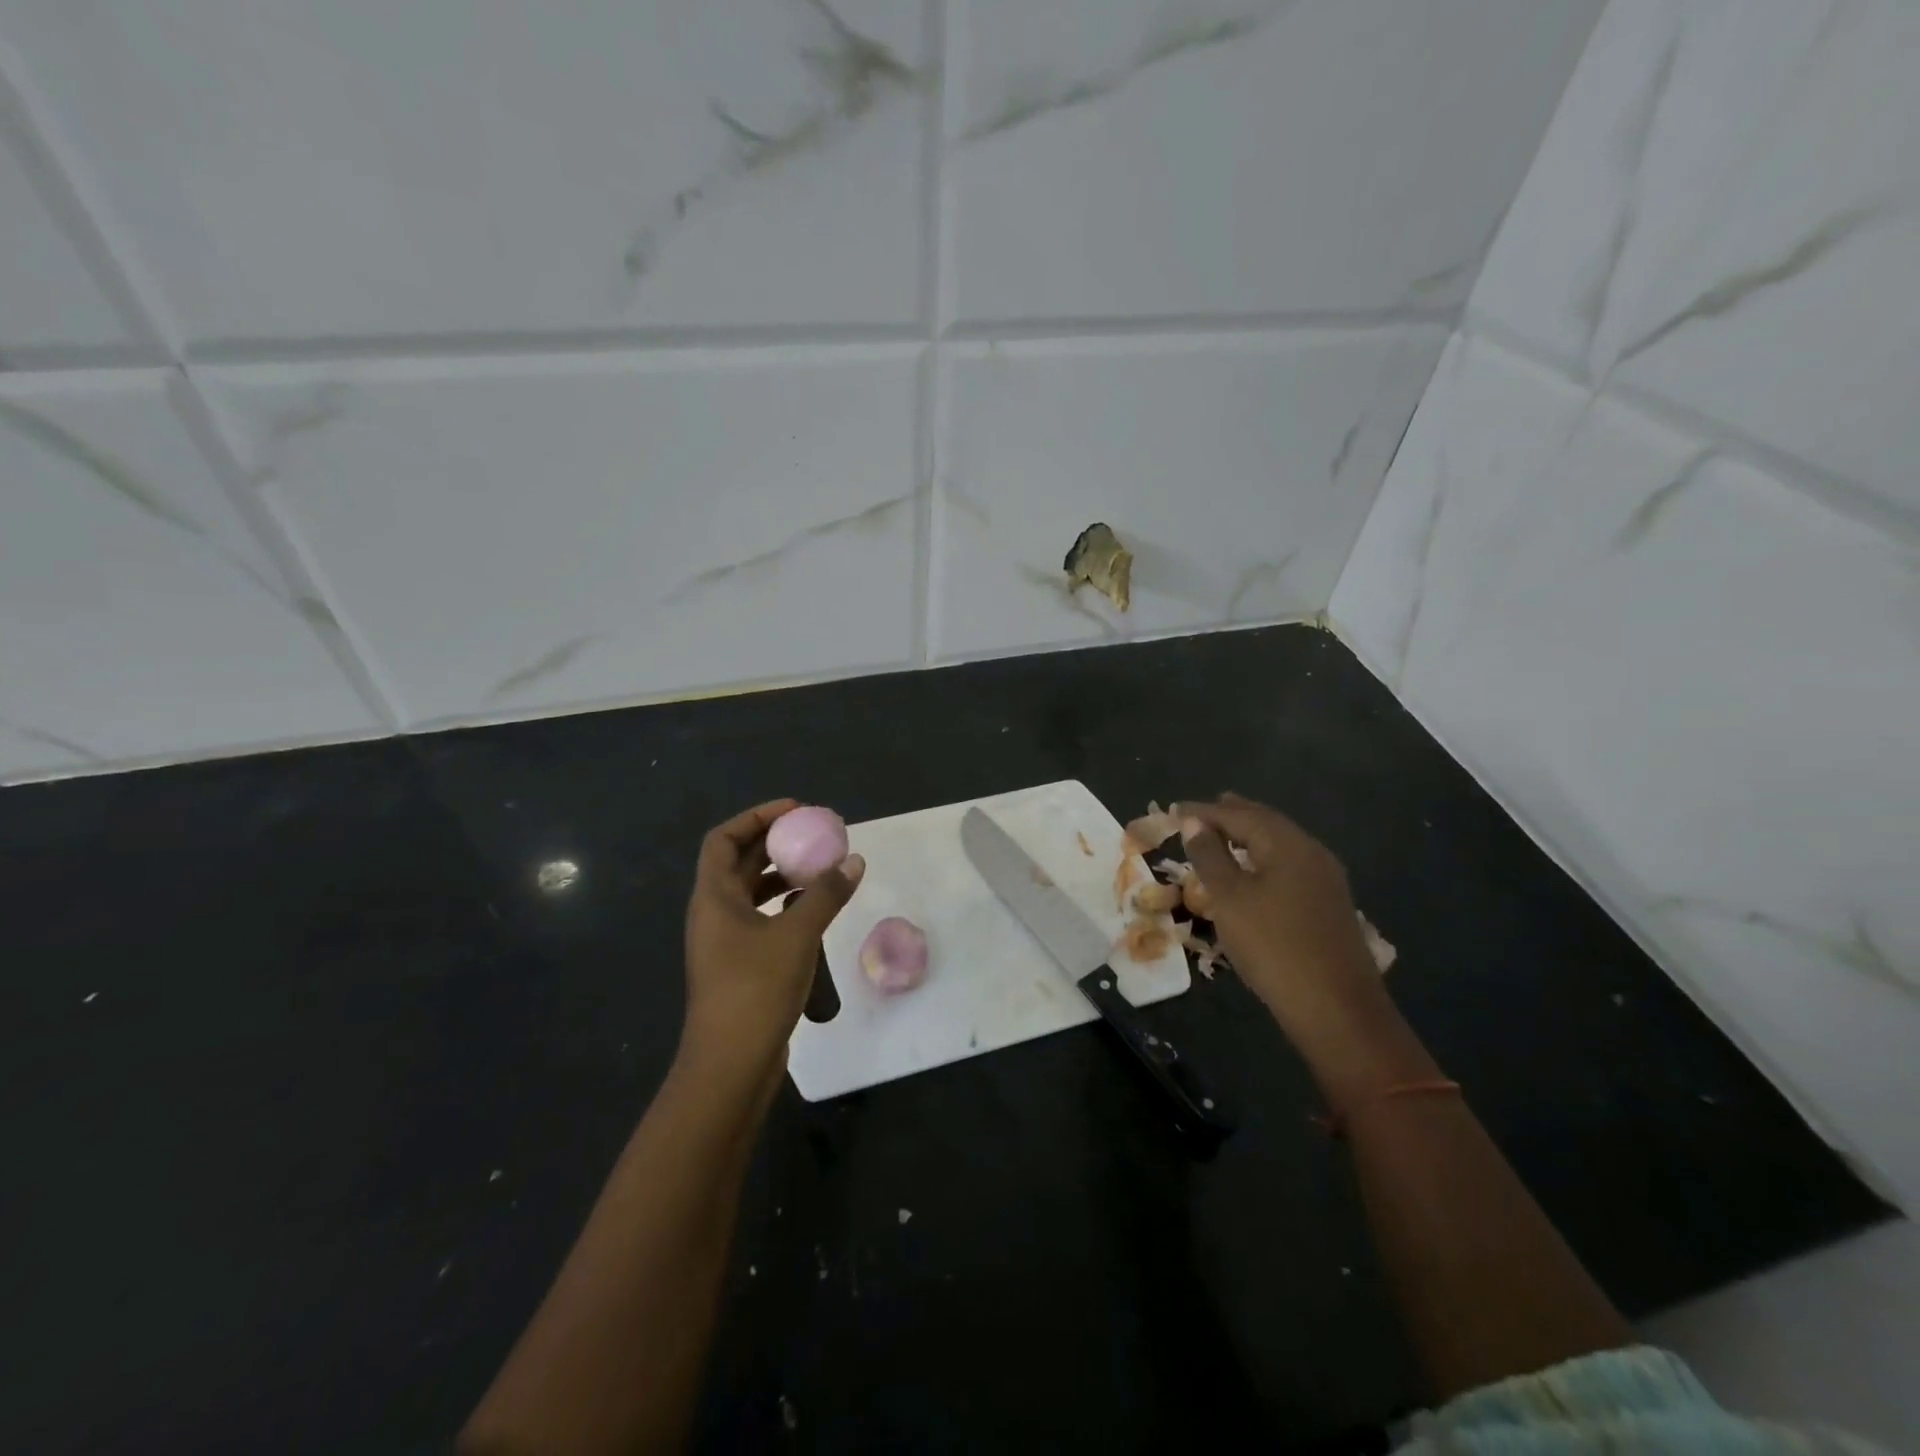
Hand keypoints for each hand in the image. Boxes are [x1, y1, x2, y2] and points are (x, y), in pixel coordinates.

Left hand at [680, 798, 864, 1091]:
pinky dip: (785, 906)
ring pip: (752, 893)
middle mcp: (714, 913)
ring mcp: (725, 941)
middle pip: (739, 862)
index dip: (756, 817)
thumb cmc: (755, 989)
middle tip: (816, 835)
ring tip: (820, 867)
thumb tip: (854, 861)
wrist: (730, 1065)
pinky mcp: (740, 965)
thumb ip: (825, 894)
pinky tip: (814, 909)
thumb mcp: (796, 934)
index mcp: (713, 897)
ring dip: (783, 875)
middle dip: (776, 843)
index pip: (724, 839)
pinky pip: (762, 919)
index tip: (795, 811)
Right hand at [1178, 794, 1421, 1094]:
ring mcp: (1325, 880)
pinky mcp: (1328, 905)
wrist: (1336, 1009)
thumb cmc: (1273, 946)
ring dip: (1249, 836)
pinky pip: (1289, 865)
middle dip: (1232, 815)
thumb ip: (1209, 856)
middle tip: (1202, 811)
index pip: (1239, 815)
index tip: (1175, 809)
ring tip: (1223, 835)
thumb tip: (1194, 822)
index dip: (1204, 812)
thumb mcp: (1230, 899)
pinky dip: (1263, 858)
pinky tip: (1254, 871)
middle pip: (1266, 823)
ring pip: (1280, 845)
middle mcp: (1311, 853)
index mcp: (1287, 844)